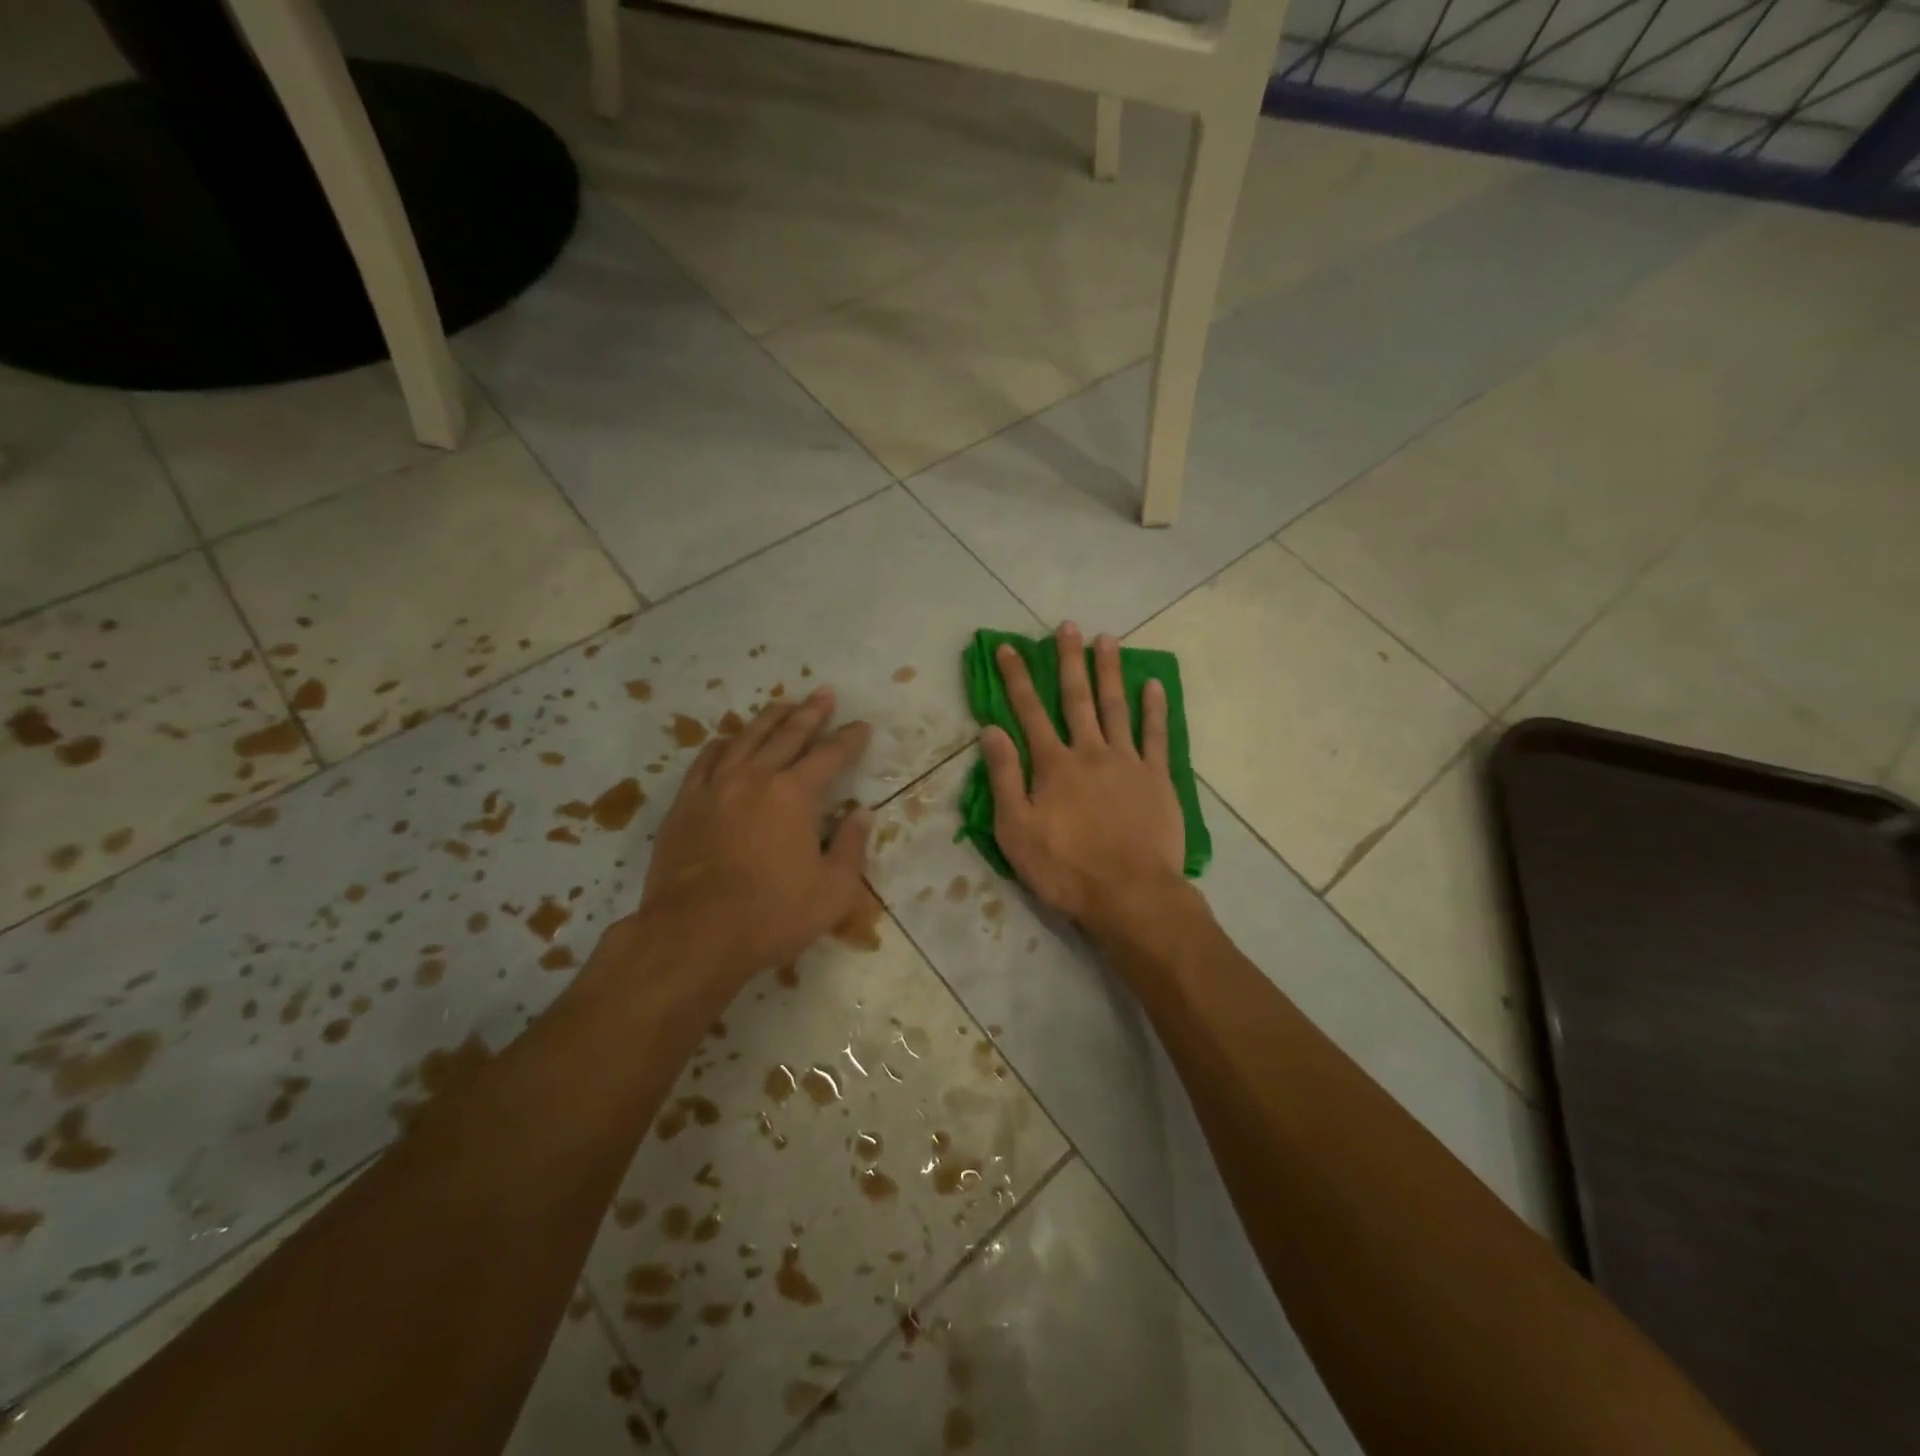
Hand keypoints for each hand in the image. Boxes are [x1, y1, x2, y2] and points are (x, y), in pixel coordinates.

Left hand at [637, 687, 871, 984]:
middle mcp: (755, 778)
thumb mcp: (833, 891)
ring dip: (769, 719)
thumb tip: (862, 814)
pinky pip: (706, 760)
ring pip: (746, 739)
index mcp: (794, 794)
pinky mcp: (685, 804)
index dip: (849, 739)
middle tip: (824, 694)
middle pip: (787, 735)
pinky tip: (729, 740)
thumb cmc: (772, 915)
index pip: (830, 756)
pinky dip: (723, 744)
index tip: (861, 726)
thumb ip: (851, 847)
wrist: (694, 935)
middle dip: (811, 713)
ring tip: (783, 705)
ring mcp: (715, 787)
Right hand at [980, 623, 1185, 927]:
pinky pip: (1157, 735)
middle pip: (1076, 698)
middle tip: (1068, 626)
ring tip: (1107, 639)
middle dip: (1068, 660)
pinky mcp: (1157, 779)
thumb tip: (990, 730)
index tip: (1009, 647)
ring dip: (1110, 671)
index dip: (1017, 678)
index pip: (1029, 711)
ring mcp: (1128, 762)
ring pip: (1116, 707)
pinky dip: (1154, 708)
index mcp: (1053, 765)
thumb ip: (1005, 777)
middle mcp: (1090, 752)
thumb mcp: (1016, 830)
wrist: (1130, 895)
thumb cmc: (1065, 869)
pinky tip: (1153, 684)